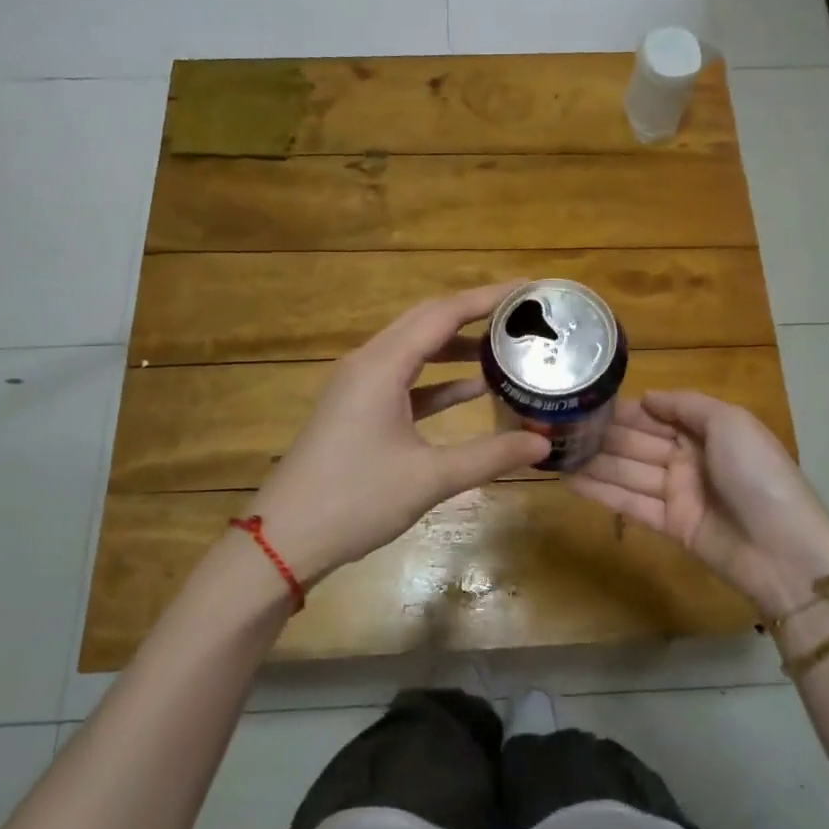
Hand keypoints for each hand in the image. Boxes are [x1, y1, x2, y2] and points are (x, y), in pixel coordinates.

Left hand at [247, 284, 549, 586]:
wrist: (285, 539)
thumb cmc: (354, 500)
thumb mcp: (429, 478)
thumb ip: (489, 456)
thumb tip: (543, 444)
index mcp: (382, 366)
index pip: (442, 314)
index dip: (486, 298)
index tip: (528, 290)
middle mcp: (369, 363)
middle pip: (426, 321)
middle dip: (474, 312)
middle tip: (522, 313)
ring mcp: (360, 386)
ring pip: (415, 349)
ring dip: (456, 345)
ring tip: (505, 345)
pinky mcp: (358, 409)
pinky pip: (405, 379)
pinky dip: (438, 379)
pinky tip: (473, 388)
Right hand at [568, 390, 828, 618]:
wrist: (784, 550)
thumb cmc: (758, 474)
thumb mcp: (730, 423)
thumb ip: (686, 405)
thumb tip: (646, 397)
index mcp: (707, 430)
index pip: (656, 414)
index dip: (623, 409)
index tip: (585, 400)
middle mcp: (689, 458)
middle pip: (638, 442)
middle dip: (601, 434)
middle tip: (556, 425)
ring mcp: (678, 493)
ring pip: (628, 471)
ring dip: (593, 462)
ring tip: (552, 451)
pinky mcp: (669, 525)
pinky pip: (629, 503)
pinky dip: (600, 491)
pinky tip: (568, 480)